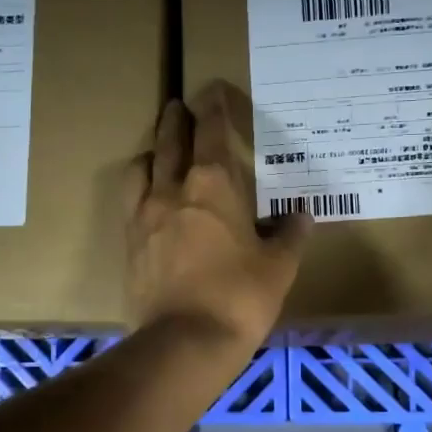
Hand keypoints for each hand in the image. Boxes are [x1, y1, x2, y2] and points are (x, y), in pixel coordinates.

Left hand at [125, 84, 309, 351]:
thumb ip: (291, 235)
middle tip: (178, 106)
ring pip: (141, 167)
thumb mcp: (279, 266)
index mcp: (213, 185)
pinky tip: (148, 200)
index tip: (210, 90)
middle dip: (175, 119)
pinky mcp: (129, 244)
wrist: (185, 341)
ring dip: (151, 152)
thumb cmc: (240, 297)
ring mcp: (144, 217)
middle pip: (169, 141)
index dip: (212, 108)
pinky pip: (130, 202)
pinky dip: (140, 189)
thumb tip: (301, 215)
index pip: (211, 131)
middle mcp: (173, 190)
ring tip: (158, 153)